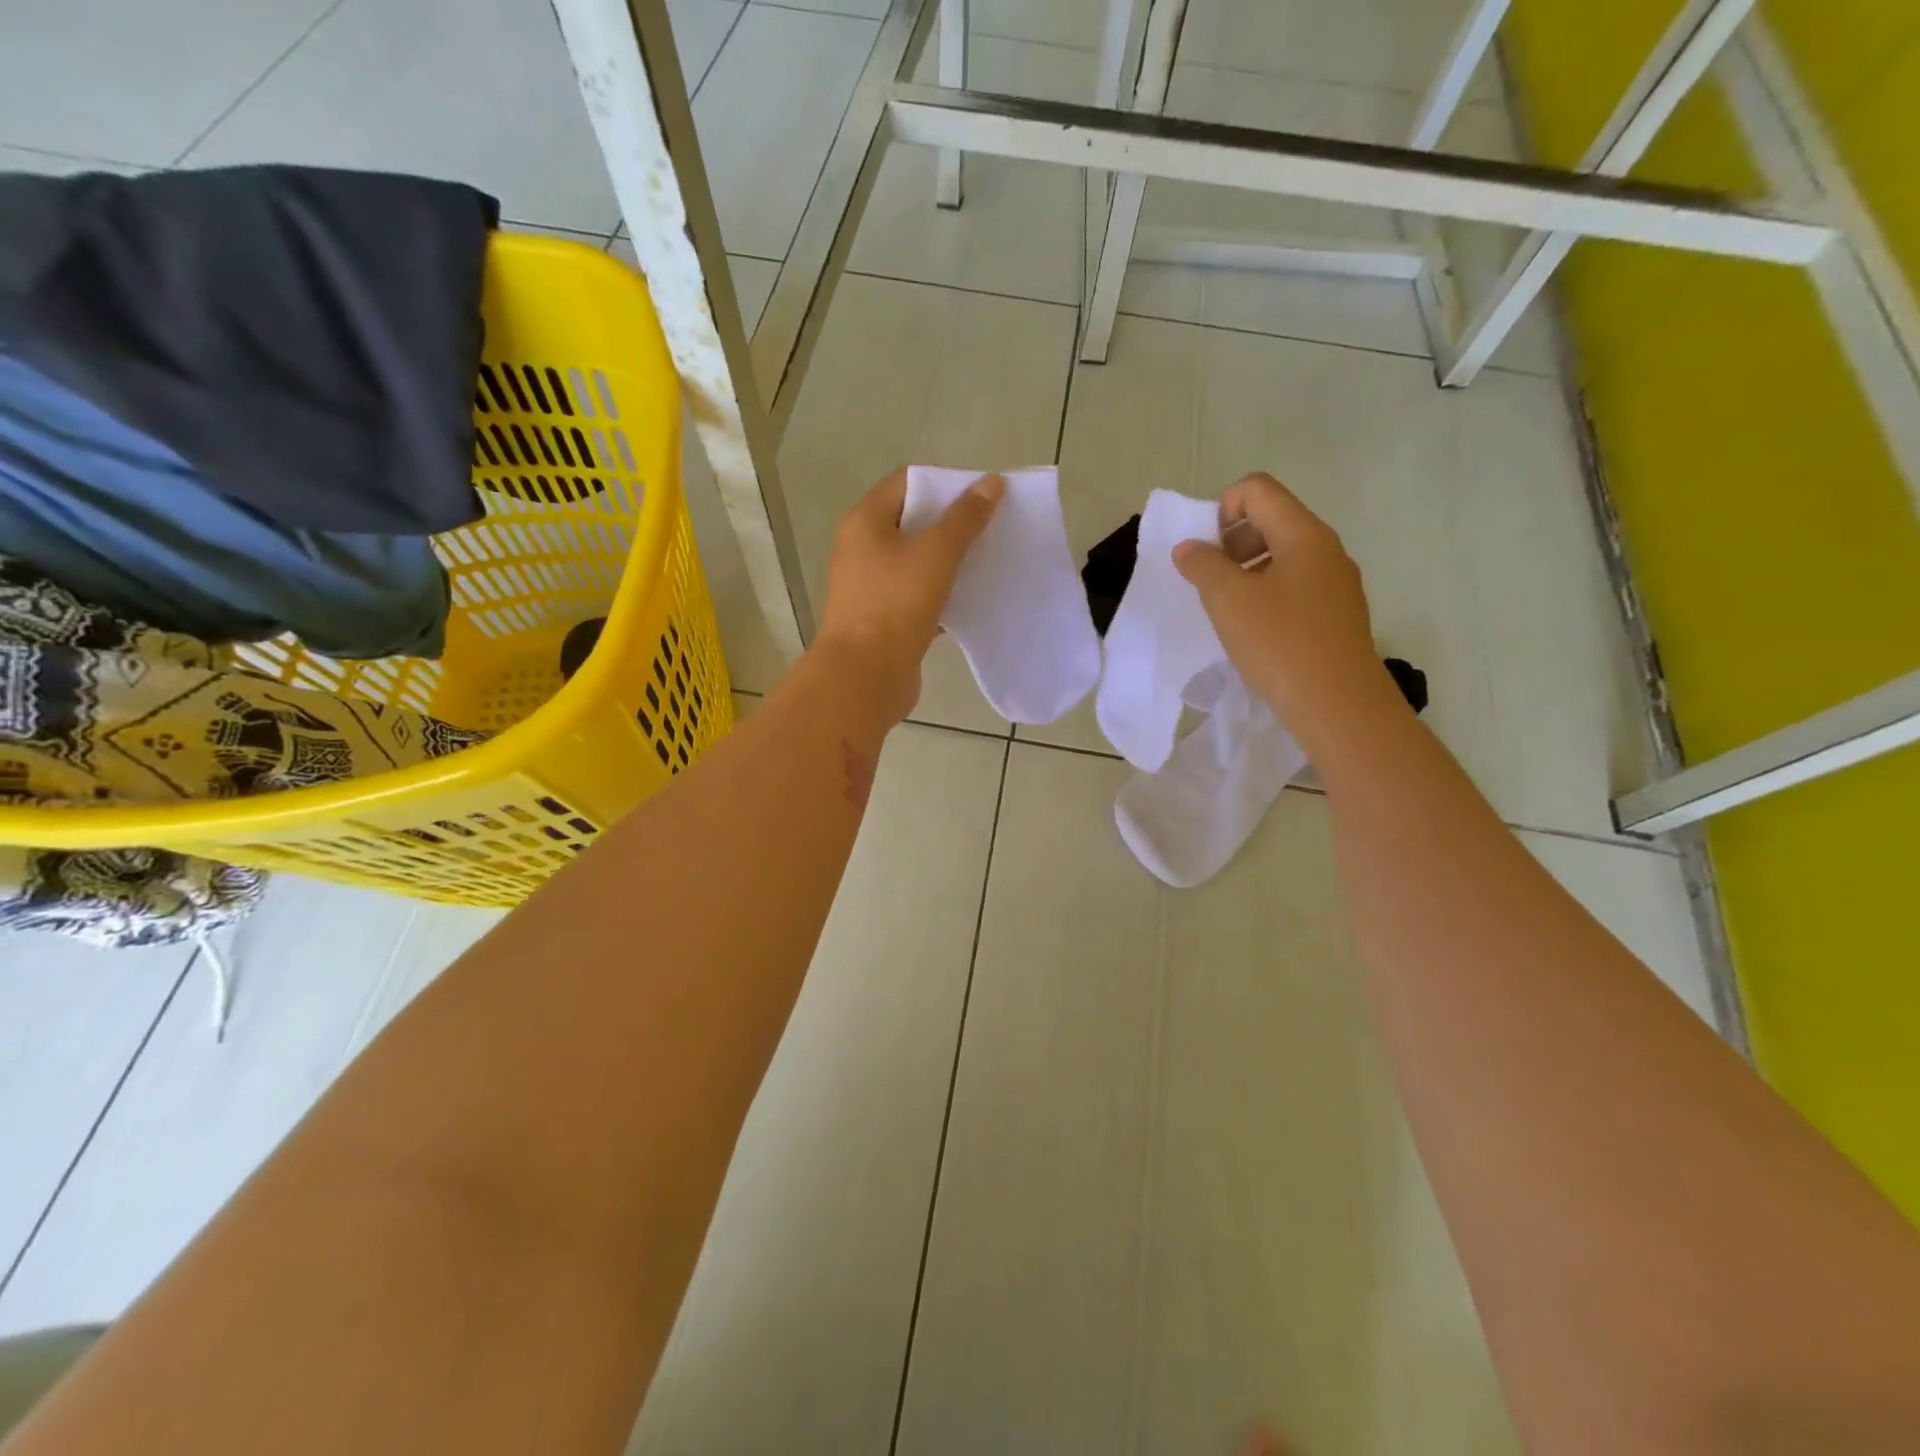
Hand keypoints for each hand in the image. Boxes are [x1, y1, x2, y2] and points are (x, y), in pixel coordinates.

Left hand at [816, 467, 1003, 722]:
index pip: (906, 482)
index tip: (981, 496)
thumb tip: (991, 482)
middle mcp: (862, 549)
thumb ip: (965, 518)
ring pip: (916, 563)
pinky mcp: (883, 620)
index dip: (944, 482)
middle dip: (951, 523)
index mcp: (865, 522)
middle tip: (991, 528)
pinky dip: (942, 595)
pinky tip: (971, 600)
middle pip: (912, 522)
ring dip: (949, 561)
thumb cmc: (896, 604)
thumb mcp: (936, 553)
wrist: (866, 676)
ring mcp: (871, 587)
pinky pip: (917, 596)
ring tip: (987, 562)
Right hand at [1173, 472, 1393, 750]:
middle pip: (1271, 518)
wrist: (1338, 704)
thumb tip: (1190, 547)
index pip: (1257, 489)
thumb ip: (1202, 565)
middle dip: (1231, 540)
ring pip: (1282, 555)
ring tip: (1226, 609)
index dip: (1220, 508)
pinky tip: (1252, 631)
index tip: (1203, 551)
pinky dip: (1265, 594)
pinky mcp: (1336, 614)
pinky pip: (1294, 586)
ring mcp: (1336, 583)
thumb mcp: (1228, 600)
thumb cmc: (1280, 643)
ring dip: (1245, 570)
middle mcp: (1326, 549)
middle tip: (1209, 580)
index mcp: (1303, 534)